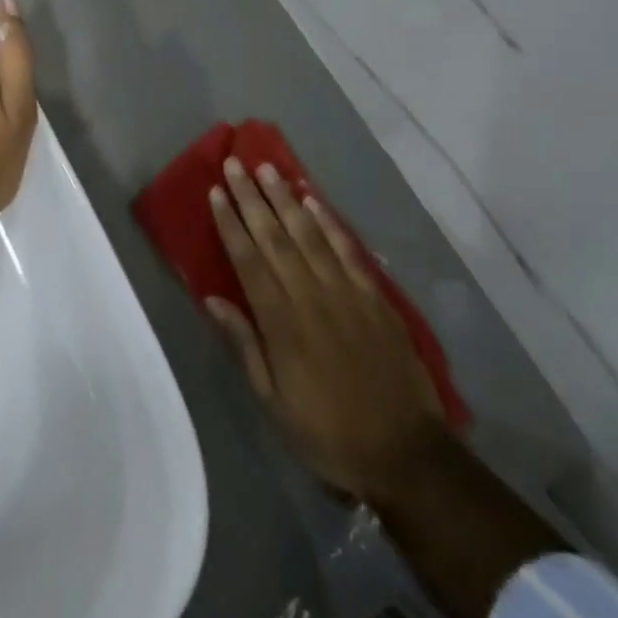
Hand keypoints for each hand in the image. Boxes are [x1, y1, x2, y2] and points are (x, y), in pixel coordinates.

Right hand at [210, 159, 444, 502]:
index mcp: (281, 323)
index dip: (230, 223)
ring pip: (309, 234)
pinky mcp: (374, 296)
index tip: (216, 192)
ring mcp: (346, 292)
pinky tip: (313, 201)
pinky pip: (347, 249)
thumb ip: (245, 344)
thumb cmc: (328, 432)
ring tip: (268, 169)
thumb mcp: (274, 401)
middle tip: (235, 164)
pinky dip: (329, 222)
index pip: (248, 260)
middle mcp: (310, 296)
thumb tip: (212, 299)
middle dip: (252, 198)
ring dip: (286, 199)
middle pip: (275, 237)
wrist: (405, 453)